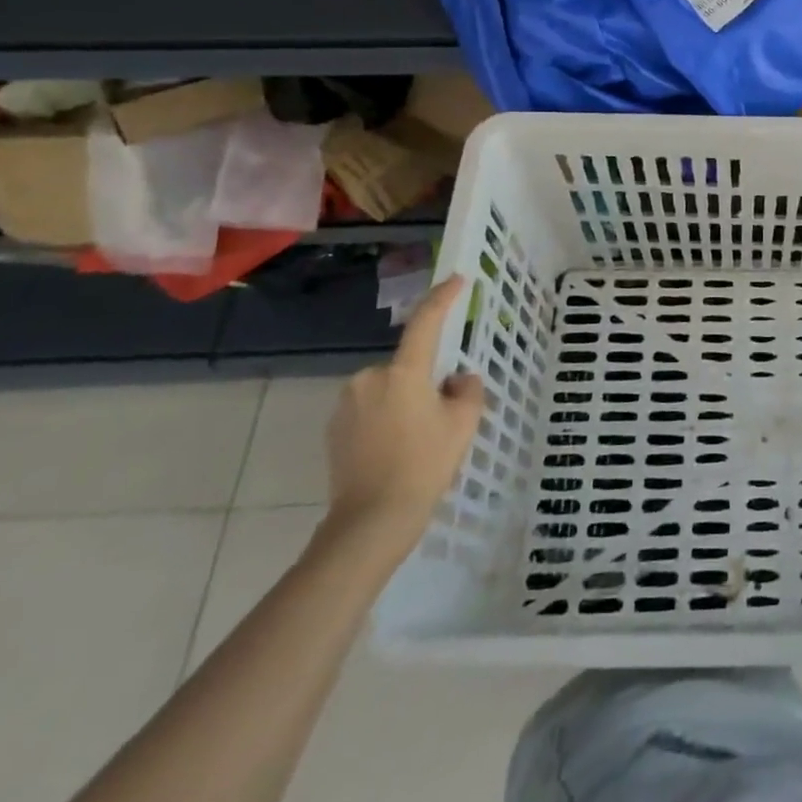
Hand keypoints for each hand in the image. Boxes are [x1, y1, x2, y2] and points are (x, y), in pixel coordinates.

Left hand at [323, 276, 483, 555]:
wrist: (370, 521)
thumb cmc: (424, 465)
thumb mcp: (462, 425)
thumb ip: (467, 390)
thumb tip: (456, 380)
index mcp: (403, 372)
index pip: (426, 323)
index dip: (443, 298)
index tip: (458, 280)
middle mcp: (369, 378)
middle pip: (408, 364)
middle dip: (426, 377)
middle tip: (444, 410)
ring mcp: (347, 403)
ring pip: (389, 387)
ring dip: (405, 398)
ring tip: (419, 437)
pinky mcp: (334, 428)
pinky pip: (370, 408)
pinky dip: (386, 417)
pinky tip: (396, 448)